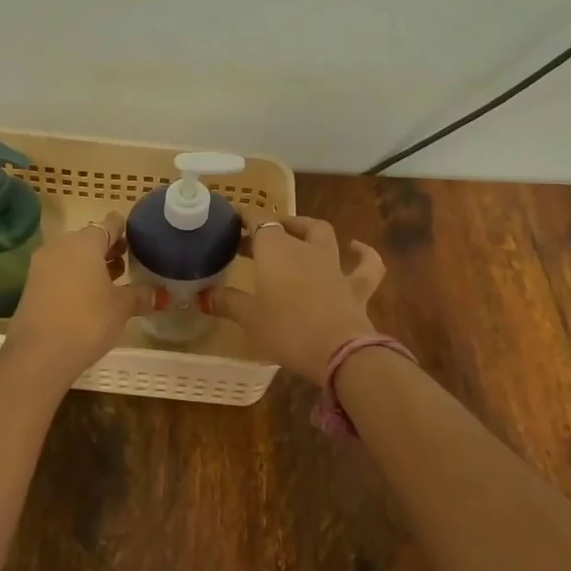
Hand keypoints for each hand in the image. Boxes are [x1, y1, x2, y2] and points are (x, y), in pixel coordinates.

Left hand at [1, 212, 151, 380]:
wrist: (39, 355)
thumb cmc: (87, 321)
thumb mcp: (121, 307)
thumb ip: (141, 295)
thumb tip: (160, 294)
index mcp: (84, 242)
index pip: (109, 224)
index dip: (124, 230)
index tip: (137, 239)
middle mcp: (60, 245)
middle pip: (89, 239)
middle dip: (108, 249)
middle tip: (128, 263)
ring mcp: (41, 265)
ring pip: (72, 256)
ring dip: (91, 265)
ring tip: (112, 281)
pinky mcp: (31, 285)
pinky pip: (59, 272)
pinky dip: (75, 278)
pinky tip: (88, 297)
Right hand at [214, 215, 385, 380]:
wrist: (340, 351)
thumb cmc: (287, 330)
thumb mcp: (250, 319)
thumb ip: (228, 303)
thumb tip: (204, 295)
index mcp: (276, 250)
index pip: (258, 221)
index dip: (245, 218)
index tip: (232, 222)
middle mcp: (305, 249)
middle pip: (287, 226)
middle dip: (272, 227)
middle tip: (256, 239)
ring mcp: (334, 265)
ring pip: (322, 235)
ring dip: (308, 230)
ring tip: (298, 233)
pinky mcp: (356, 286)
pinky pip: (366, 264)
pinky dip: (363, 253)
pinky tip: (357, 248)